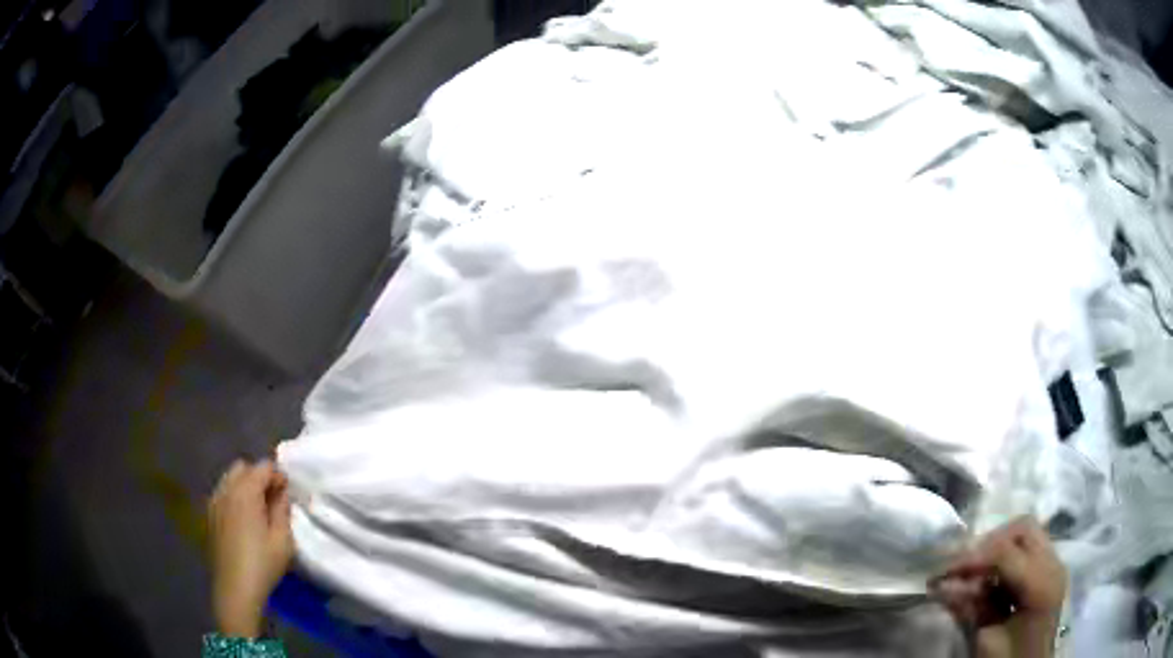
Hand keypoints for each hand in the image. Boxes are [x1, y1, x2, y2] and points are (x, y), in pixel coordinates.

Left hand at [208, 459, 294, 637]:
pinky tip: (244, 518)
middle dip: (259, 476)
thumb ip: (282, 509)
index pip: (263, 467)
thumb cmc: (263, 564)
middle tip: (274, 498)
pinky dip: (234, 496)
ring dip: (245, 485)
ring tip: (259, 508)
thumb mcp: (282, 539)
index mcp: (245, 492)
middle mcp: (226, 489)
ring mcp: (214, 501)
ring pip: (230, 478)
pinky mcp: (210, 514)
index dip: (278, 476)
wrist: (235, 588)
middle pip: (243, 467)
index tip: (288, 492)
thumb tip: (282, 492)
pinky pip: (223, 493)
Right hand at [931, 517, 1066, 657]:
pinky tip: (988, 580)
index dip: (973, 557)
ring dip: (996, 549)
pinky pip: (1027, 549)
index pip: (1006, 552)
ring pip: (1025, 534)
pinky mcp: (1048, 571)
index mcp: (1042, 584)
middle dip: (989, 543)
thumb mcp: (987, 640)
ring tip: (970, 575)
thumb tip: (940, 586)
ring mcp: (1054, 565)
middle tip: (960, 568)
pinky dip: (1005, 559)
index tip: (942, 572)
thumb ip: (970, 610)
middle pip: (1023, 528)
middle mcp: (1053, 565)